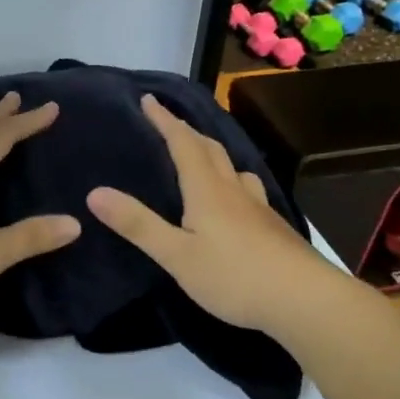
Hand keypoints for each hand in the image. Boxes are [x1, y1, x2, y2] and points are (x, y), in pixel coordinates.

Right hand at [86, 93, 331, 332]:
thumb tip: (95, 192)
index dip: (165, 120)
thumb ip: (138, 224)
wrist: (304, 299)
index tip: (149, 99)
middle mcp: (233, 189)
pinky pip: (246, 189)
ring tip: (201, 155)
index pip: (183, 143)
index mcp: (206, 190)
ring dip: (212, 153)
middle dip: (186, 131)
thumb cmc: (234, 276)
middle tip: (168, 122)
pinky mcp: (272, 227)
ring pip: (232, 167)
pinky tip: (235, 199)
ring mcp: (257, 207)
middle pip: (209, 149)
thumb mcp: (176, 255)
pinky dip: (231, 180)